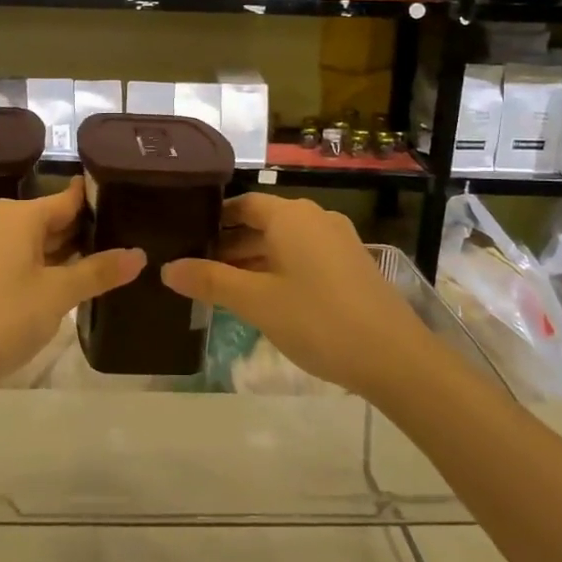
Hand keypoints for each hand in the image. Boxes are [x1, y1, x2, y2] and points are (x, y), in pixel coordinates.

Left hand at [0, 182, 144, 396]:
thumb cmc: (5, 318)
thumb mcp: (59, 295)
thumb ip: (99, 271)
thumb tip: (140, 255)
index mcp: (17, 215)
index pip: (68, 199)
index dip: (97, 203)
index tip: (127, 206)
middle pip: (49, 218)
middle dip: (82, 233)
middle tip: (122, 242)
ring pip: (30, 240)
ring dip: (60, 253)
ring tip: (100, 264)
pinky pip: (12, 255)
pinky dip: (37, 265)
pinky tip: (60, 283)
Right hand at [161, 194, 430, 398]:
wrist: (394, 357)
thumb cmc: (318, 320)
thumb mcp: (256, 302)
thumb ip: (211, 281)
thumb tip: (168, 268)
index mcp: (291, 216)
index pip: (243, 204)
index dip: (214, 219)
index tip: (186, 237)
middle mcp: (315, 218)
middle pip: (263, 222)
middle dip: (230, 244)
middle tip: (195, 267)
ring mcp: (337, 241)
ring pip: (283, 242)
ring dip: (253, 260)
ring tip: (221, 286)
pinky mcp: (350, 265)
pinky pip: (304, 256)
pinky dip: (278, 269)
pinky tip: (263, 297)